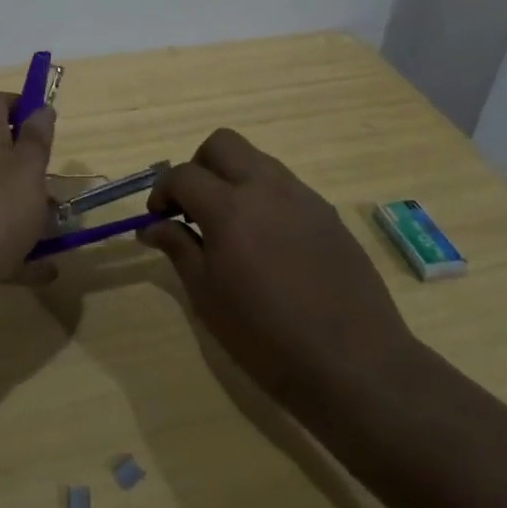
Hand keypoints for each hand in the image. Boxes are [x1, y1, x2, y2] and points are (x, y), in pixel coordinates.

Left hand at [0, 92, 55, 332]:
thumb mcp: (26, 171)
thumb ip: (36, 141)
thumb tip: (41, 107)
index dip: (20, 105)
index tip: (46, 125)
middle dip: (32, 171)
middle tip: (60, 189)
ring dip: (29, 214)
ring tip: (62, 232)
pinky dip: (20, 254)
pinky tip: (47, 271)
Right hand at [140, 129, 421, 417]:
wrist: (355, 363)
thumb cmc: (267, 338)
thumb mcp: (208, 298)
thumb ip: (179, 249)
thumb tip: (152, 225)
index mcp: (230, 207)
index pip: (183, 174)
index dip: (162, 191)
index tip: (158, 217)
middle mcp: (265, 187)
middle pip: (221, 143)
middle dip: (198, 166)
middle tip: (193, 207)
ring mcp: (302, 196)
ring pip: (256, 159)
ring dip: (233, 177)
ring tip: (230, 225)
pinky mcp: (326, 212)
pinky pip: (285, 185)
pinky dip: (263, 196)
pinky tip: (267, 241)